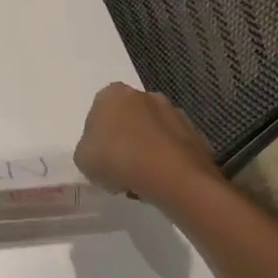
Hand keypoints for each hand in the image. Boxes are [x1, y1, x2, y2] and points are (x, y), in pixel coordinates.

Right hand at [74, 82, 218, 203]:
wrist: (171, 176)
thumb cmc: (117, 160)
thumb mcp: (82, 158)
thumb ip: (88, 149)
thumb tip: (101, 151)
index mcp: (113, 94)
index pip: (99, 110)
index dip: (97, 135)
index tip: (99, 156)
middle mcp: (146, 95)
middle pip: (128, 119)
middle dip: (124, 140)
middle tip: (119, 168)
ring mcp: (175, 113)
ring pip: (152, 134)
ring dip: (146, 151)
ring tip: (140, 180)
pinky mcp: (196, 134)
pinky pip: (172, 148)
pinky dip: (166, 162)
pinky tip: (160, 182)